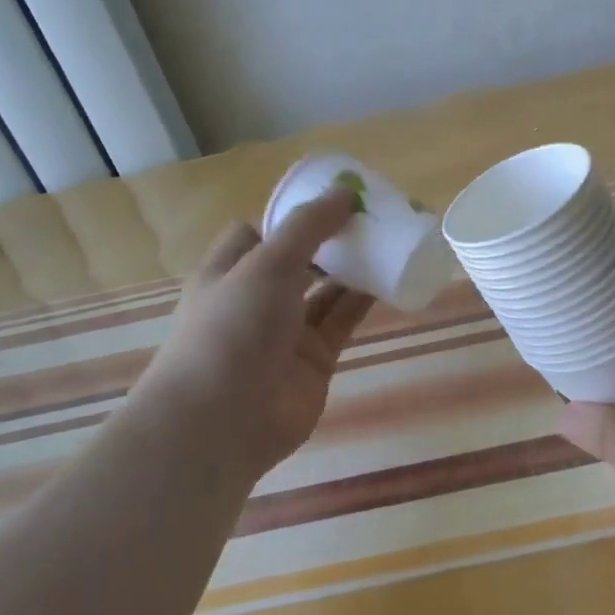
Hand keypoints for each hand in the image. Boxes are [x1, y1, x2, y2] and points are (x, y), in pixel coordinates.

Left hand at [137, 189, 373, 482]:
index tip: (331, 200)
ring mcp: (285, 332)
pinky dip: (364, 301)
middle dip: (331, 241)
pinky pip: (342, 321)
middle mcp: (256, 300)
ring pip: (325, 291)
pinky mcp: (314, 359)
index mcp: (229, 272)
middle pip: (298, 261)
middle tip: (371, 217)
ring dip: (353, 269)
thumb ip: (308, 227)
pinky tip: (391, 278)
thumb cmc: (232, 328)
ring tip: (389, 241)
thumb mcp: (267, 263)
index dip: (291, 216)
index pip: (258, 233)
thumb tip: (345, 193)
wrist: (223, 421)